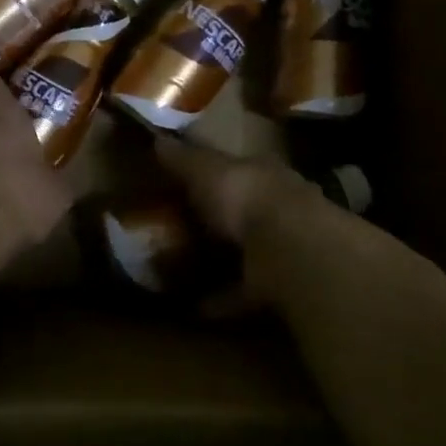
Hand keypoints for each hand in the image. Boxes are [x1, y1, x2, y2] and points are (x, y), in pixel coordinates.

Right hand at [153, 137, 320, 308]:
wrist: (286, 250)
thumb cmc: (244, 197)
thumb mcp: (205, 170)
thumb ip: (183, 158)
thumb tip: (158, 138)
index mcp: (262, 174)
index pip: (236, 168)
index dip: (213, 174)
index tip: (187, 183)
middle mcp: (276, 208)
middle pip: (243, 211)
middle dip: (217, 220)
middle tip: (179, 229)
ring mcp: (279, 248)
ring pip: (245, 251)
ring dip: (219, 261)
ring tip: (180, 269)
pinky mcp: (275, 285)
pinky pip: (241, 292)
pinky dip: (219, 299)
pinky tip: (192, 307)